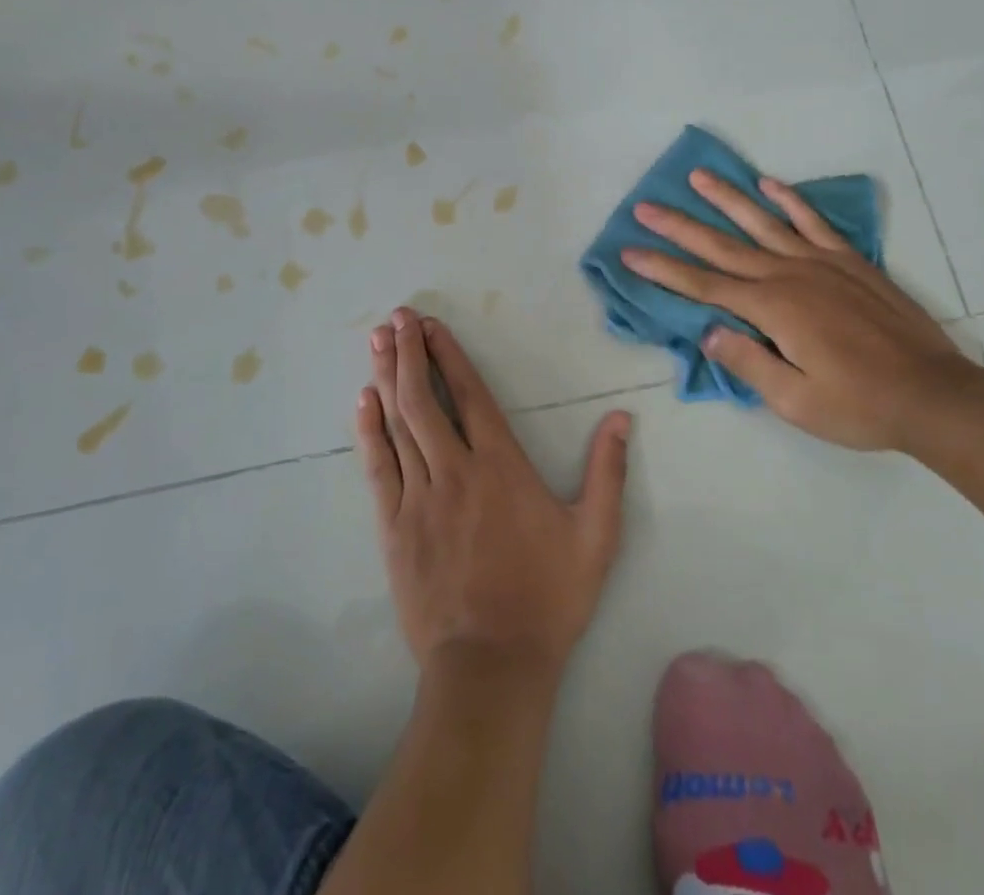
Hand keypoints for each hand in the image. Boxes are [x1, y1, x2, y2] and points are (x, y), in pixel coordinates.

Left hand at [357, 307, 631, 677]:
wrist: (491, 665)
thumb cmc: (547, 597)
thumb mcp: (596, 536)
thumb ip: (607, 472)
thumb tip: (621, 418)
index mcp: (501, 466)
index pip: (470, 396)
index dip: (450, 356)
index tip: (432, 325)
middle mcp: (455, 470)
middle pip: (425, 399)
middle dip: (410, 353)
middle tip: (397, 318)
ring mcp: (419, 496)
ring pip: (398, 424)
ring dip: (387, 378)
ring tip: (378, 340)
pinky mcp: (394, 525)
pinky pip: (378, 467)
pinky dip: (368, 430)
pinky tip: (362, 401)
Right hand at [621, 169, 982, 451]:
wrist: (934, 395)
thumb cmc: (858, 405)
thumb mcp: (794, 401)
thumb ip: (747, 361)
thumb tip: (707, 331)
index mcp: (771, 309)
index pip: (703, 285)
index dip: (663, 269)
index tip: (630, 252)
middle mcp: (789, 275)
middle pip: (723, 246)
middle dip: (680, 227)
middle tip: (645, 207)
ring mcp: (821, 263)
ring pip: (763, 223)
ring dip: (727, 199)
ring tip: (698, 176)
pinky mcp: (850, 262)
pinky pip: (813, 222)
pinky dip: (790, 201)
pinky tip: (769, 185)